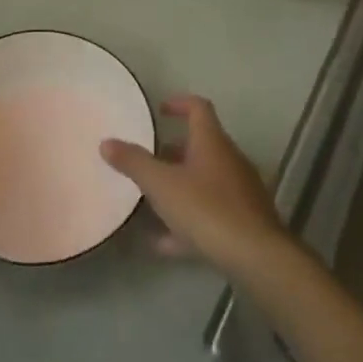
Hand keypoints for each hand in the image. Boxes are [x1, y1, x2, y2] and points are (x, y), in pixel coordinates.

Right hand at [100, 95, 292, 283]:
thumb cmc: (206, 209)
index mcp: (212, 142)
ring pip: (205, 180)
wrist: (256, 257)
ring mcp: (240, 192)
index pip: (198, 108)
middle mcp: (229, 160)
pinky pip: (211, 213)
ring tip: (151, 199)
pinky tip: (164, 243)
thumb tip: (106, 142)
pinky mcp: (244, 222)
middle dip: (174, 150)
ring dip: (180, 186)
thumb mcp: (161, 185)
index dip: (179, 103)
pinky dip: (188, 221)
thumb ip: (133, 163)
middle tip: (149, 158)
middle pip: (201, 146)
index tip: (160, 110)